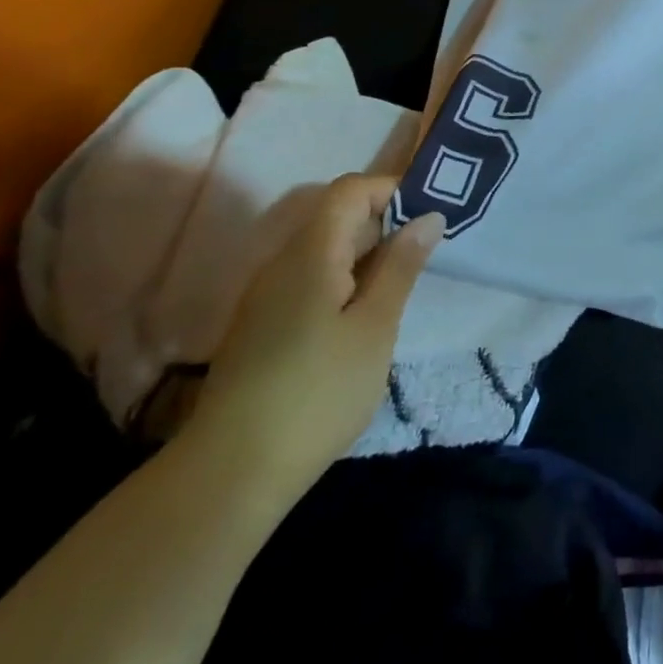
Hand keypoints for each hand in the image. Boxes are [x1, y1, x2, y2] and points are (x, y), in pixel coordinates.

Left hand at [183, 175, 442, 501]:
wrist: (231, 473)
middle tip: (427, 256)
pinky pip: (311, 281)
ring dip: (368, 257)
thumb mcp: (375, 326)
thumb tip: (428, 217)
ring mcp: (267, 297)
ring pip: (325, 252)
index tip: (431, 216)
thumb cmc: (318, 392)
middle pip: (336, 218)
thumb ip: (401, 266)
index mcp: (310, 253)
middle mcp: (282, 263)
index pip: (350, 190)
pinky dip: (346, 284)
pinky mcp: (263, 327)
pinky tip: (364, 321)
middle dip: (386, 225)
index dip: (392, 190)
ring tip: (402, 290)